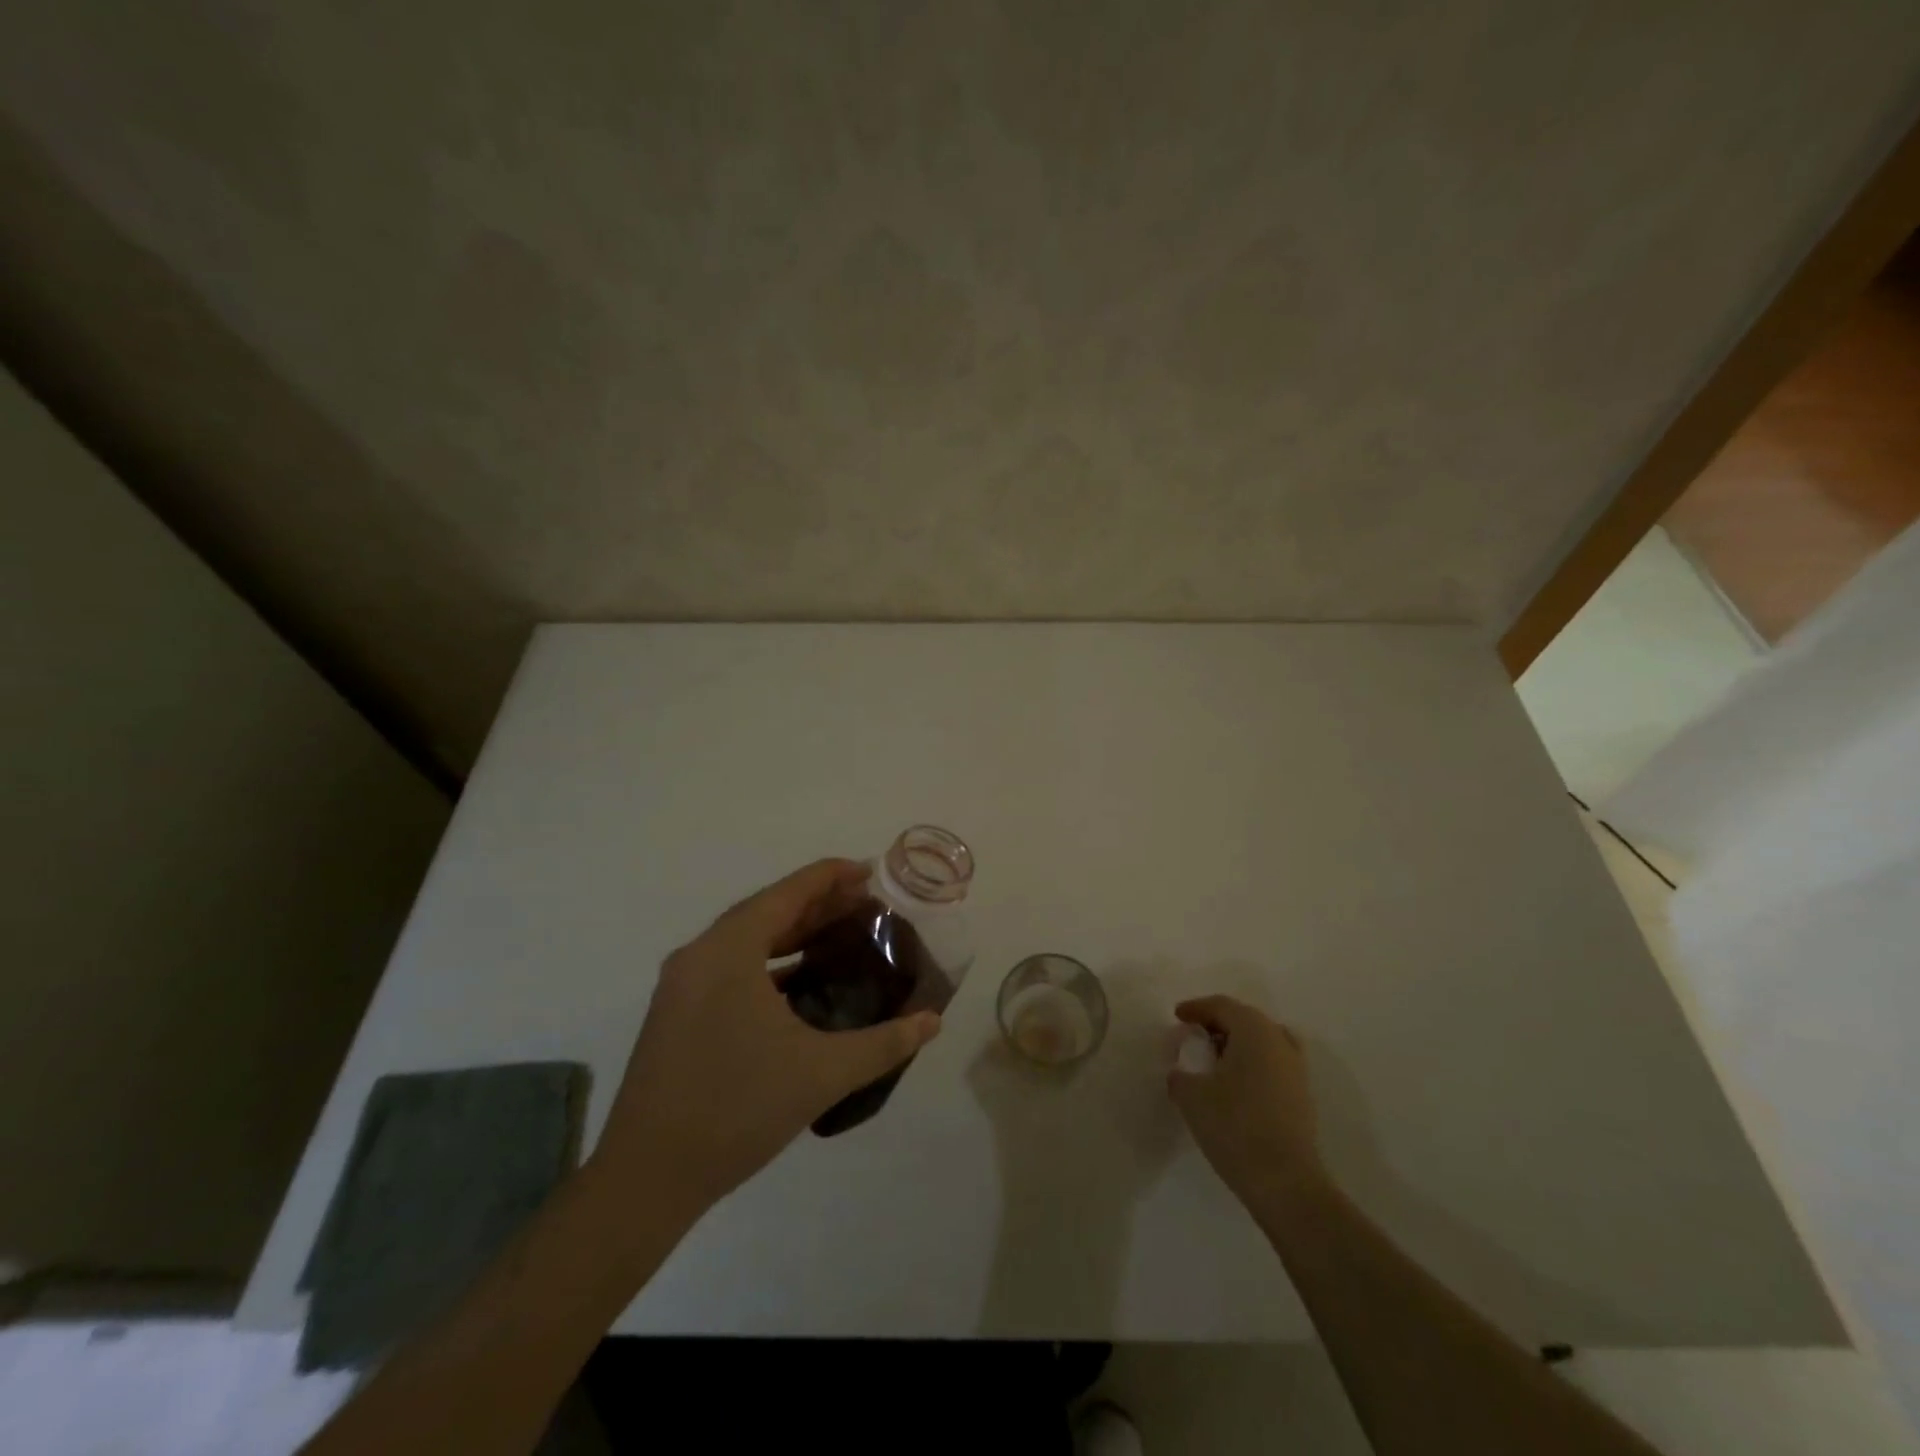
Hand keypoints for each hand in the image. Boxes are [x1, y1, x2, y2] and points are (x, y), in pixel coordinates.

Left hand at [590, 859, 942, 1218]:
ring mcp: (682, 984)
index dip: (832, 876)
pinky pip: (731, 966)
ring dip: (793, 932)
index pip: (789, 892)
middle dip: (818, 903)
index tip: (872, 873)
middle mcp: (700, 954)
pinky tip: (801, 982)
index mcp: (729, 950)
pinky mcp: (676, 1012)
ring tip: (840, 935)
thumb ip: (884, 1043)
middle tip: (867, 905)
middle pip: (767, 909)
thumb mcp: (822, 1074)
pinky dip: (769, 962)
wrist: (646, 1178)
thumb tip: (932, 1021)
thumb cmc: (736, 1110)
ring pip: (746, 939)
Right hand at [1167, 995, 1324, 1210]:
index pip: (1223, 1006)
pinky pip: (1272, 1064)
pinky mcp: (1302, 1096)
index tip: (1177, 1016)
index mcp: (1254, 1031)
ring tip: (1214, 1060)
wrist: (1285, 1183)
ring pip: (1263, 1041)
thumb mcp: (1191, 1096)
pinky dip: (1252, 1063)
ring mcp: (1296, 1069)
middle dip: (1217, 1023)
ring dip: (1237, 1044)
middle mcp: (1280, 1041)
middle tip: (1193, 1036)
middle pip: (1245, 1019)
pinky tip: (1235, 1085)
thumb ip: (1180, 1075)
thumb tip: (1181, 1072)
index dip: (1197, 1008)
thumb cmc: (1234, 1126)